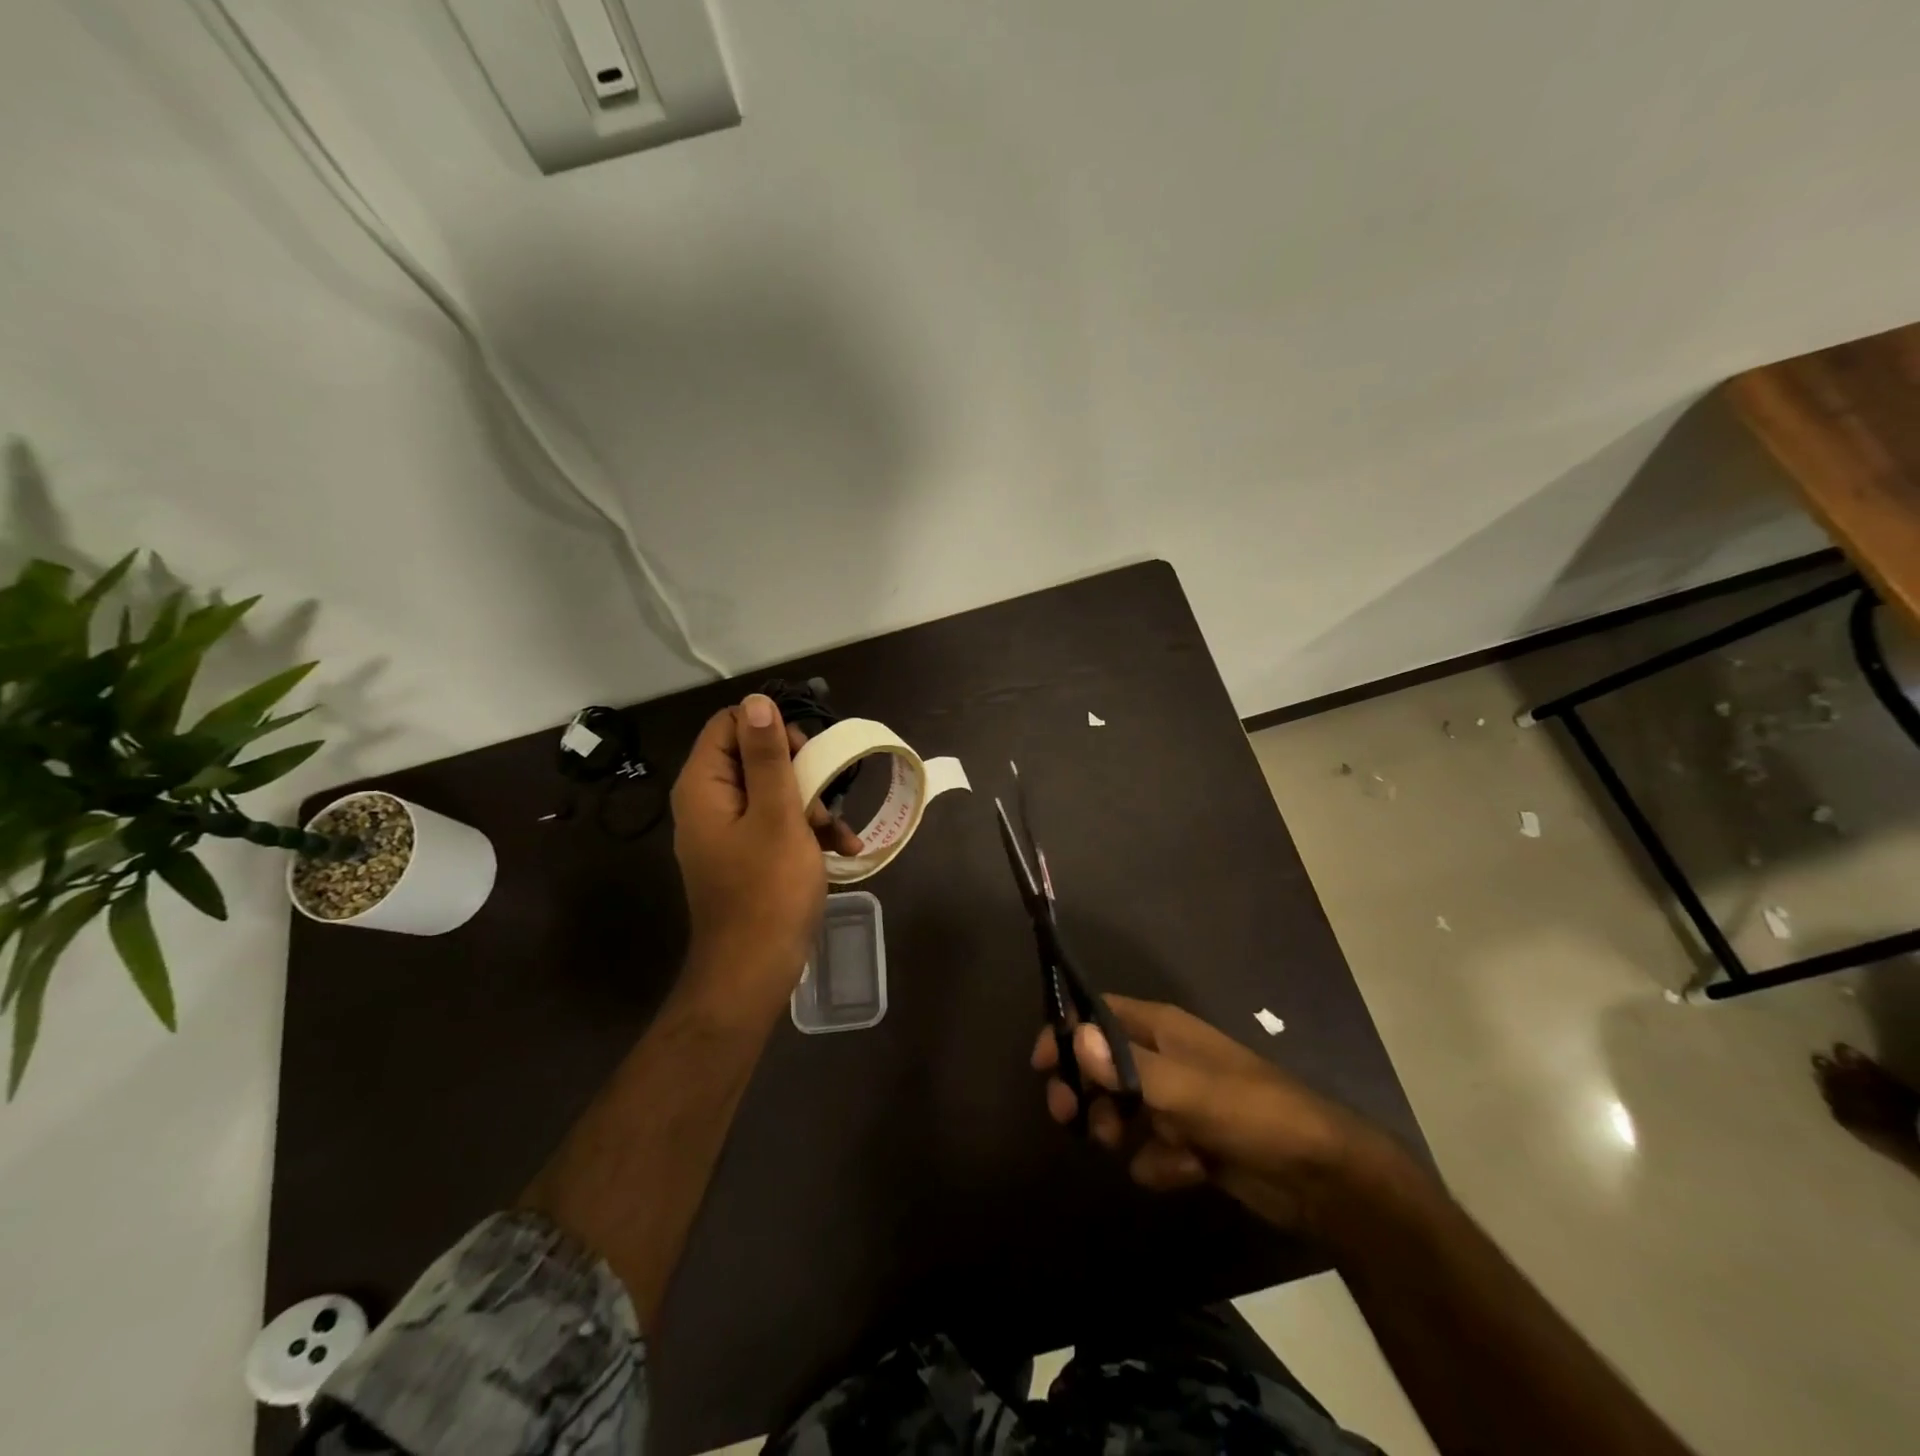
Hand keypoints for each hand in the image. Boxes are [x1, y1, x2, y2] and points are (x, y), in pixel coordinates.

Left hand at [671, 694, 861, 989]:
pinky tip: (843, 849)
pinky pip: (775, 824)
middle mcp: (709, 802)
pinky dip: (807, 830)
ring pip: (772, 790)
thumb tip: (755, 701)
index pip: (729, 724)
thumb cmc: (768, 890)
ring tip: (837, 832)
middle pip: (754, 756)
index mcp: (704, 786)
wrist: (754, 971)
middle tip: (824, 794)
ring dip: (812, 803)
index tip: (805, 754)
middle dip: (799, 770)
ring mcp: (727, 831)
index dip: (770, 729)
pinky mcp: (746, 855)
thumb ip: (766, 756)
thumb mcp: (777, 815)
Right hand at [1033, 995, 1401, 1233]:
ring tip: (1134, 1148)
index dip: (1068, 1032)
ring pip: (1122, 1110)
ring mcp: (1177, 1101)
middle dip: (1087, 1092)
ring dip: (1120, 1132)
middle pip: (1101, 1064)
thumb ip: (1131, 1067)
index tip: (1042, 1066)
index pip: (1098, 1013)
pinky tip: (1185, 1171)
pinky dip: (1160, 1163)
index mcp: (1162, 1028)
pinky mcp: (1190, 1141)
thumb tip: (1075, 1037)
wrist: (1322, 1179)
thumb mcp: (1190, 1091)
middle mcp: (1164, 1057)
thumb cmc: (1254, 1115)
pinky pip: (1151, 1149)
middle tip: (1072, 1119)